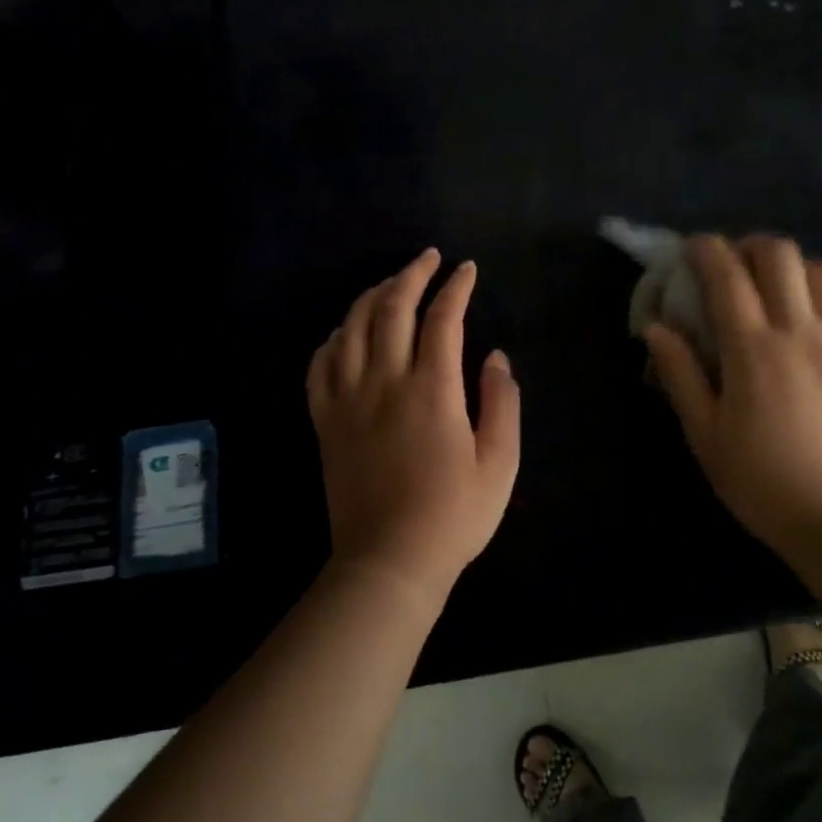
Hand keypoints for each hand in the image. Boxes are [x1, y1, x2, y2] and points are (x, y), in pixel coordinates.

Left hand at [307, 248, 520, 601]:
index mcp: (432, 390)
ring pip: (352, 327)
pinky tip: (346, 332)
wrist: (389, 562)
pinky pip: (320, 364)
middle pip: (392, 308)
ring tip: (391, 284)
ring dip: (372, 296)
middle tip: (428, 258)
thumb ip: (502, 403)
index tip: (467, 270)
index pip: (442, 319)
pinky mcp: (325, 421)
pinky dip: (334, 337)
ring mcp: (347, 400)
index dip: (456, 287)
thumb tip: (495, 358)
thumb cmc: (454, 515)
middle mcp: (385, 382)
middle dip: (411, 274)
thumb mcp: (500, 463)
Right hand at [643, 235, 821, 565]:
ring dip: (797, 271)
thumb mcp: (704, 433)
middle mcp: (801, 330)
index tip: (692, 249)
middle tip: (735, 269)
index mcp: (753, 347)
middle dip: (751, 247)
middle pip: (781, 255)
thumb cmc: (760, 479)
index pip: (727, 273)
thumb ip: (679, 374)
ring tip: (780, 294)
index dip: (705, 249)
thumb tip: (656, 327)